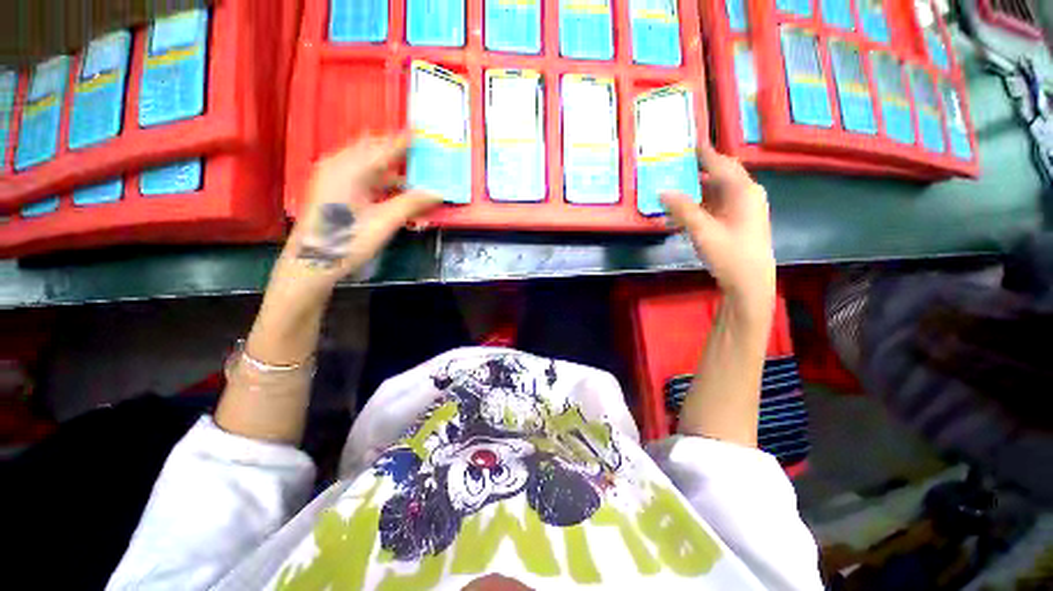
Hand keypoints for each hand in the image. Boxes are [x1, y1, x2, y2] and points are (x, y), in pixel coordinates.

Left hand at [269, 133, 441, 302]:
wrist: (311, 262)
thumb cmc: (348, 241)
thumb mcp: (384, 222)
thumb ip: (411, 203)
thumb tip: (438, 192)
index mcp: (350, 169)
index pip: (383, 148)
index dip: (403, 141)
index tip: (420, 133)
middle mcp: (338, 165)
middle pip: (371, 149)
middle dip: (394, 149)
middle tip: (417, 149)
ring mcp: (332, 176)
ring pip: (364, 162)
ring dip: (387, 164)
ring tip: (410, 167)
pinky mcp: (331, 189)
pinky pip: (358, 173)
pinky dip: (377, 177)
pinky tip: (391, 185)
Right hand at [661, 144, 774, 309]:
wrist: (750, 282)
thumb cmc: (730, 254)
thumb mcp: (703, 230)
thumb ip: (683, 209)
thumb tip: (662, 191)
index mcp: (743, 191)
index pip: (721, 164)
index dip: (704, 153)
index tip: (689, 143)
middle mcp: (746, 194)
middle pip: (720, 175)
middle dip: (699, 170)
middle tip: (677, 165)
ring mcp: (744, 209)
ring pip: (717, 192)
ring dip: (697, 190)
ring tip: (675, 188)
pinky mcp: (738, 221)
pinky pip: (717, 206)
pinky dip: (701, 206)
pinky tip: (684, 212)